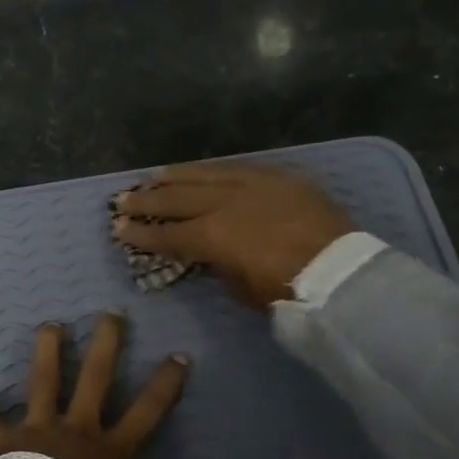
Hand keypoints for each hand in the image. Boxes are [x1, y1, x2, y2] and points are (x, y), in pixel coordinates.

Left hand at [0, 313, 191, 458]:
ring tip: (51, 323)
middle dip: (106, 343)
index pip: (148, 411)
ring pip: (43, 380)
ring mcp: (37, 429)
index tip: (179, 355)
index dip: (166, 383)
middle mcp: (77, 430)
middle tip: (111, 313)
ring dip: (47, 350)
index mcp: (111, 454)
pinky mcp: (0, 440)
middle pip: (95, 376)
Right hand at [110, 162, 354, 307]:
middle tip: (122, 199)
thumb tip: (207, 252)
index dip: (140, 234)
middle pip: (177, 198)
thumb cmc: (287, 290)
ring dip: (174, 177)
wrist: (340, 271)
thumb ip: (217, 265)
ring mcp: (251, 184)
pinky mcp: (276, 176)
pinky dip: (210, 169)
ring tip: (153, 177)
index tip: (118, 230)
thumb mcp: (241, 288)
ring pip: (203, 174)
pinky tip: (198, 169)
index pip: (167, 234)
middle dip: (146, 200)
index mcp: (212, 236)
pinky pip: (235, 167)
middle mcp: (225, 203)